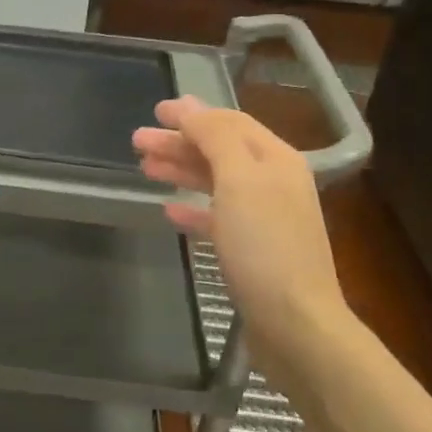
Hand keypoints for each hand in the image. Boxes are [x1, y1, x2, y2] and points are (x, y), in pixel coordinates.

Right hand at [133, 96, 349, 365]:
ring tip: (145, 168)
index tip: (156, 110)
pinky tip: (168, 209)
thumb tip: (191, 108)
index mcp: (275, 160)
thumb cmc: (264, 246)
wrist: (294, 323)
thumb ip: (216, 138)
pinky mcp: (252, 251)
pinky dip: (192, 209)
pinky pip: (216, 218)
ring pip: (215, 182)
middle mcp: (273, 183)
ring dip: (181, 170)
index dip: (193, 114)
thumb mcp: (239, 181)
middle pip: (220, 151)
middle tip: (137, 141)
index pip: (230, 123)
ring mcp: (263, 218)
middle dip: (179, 142)